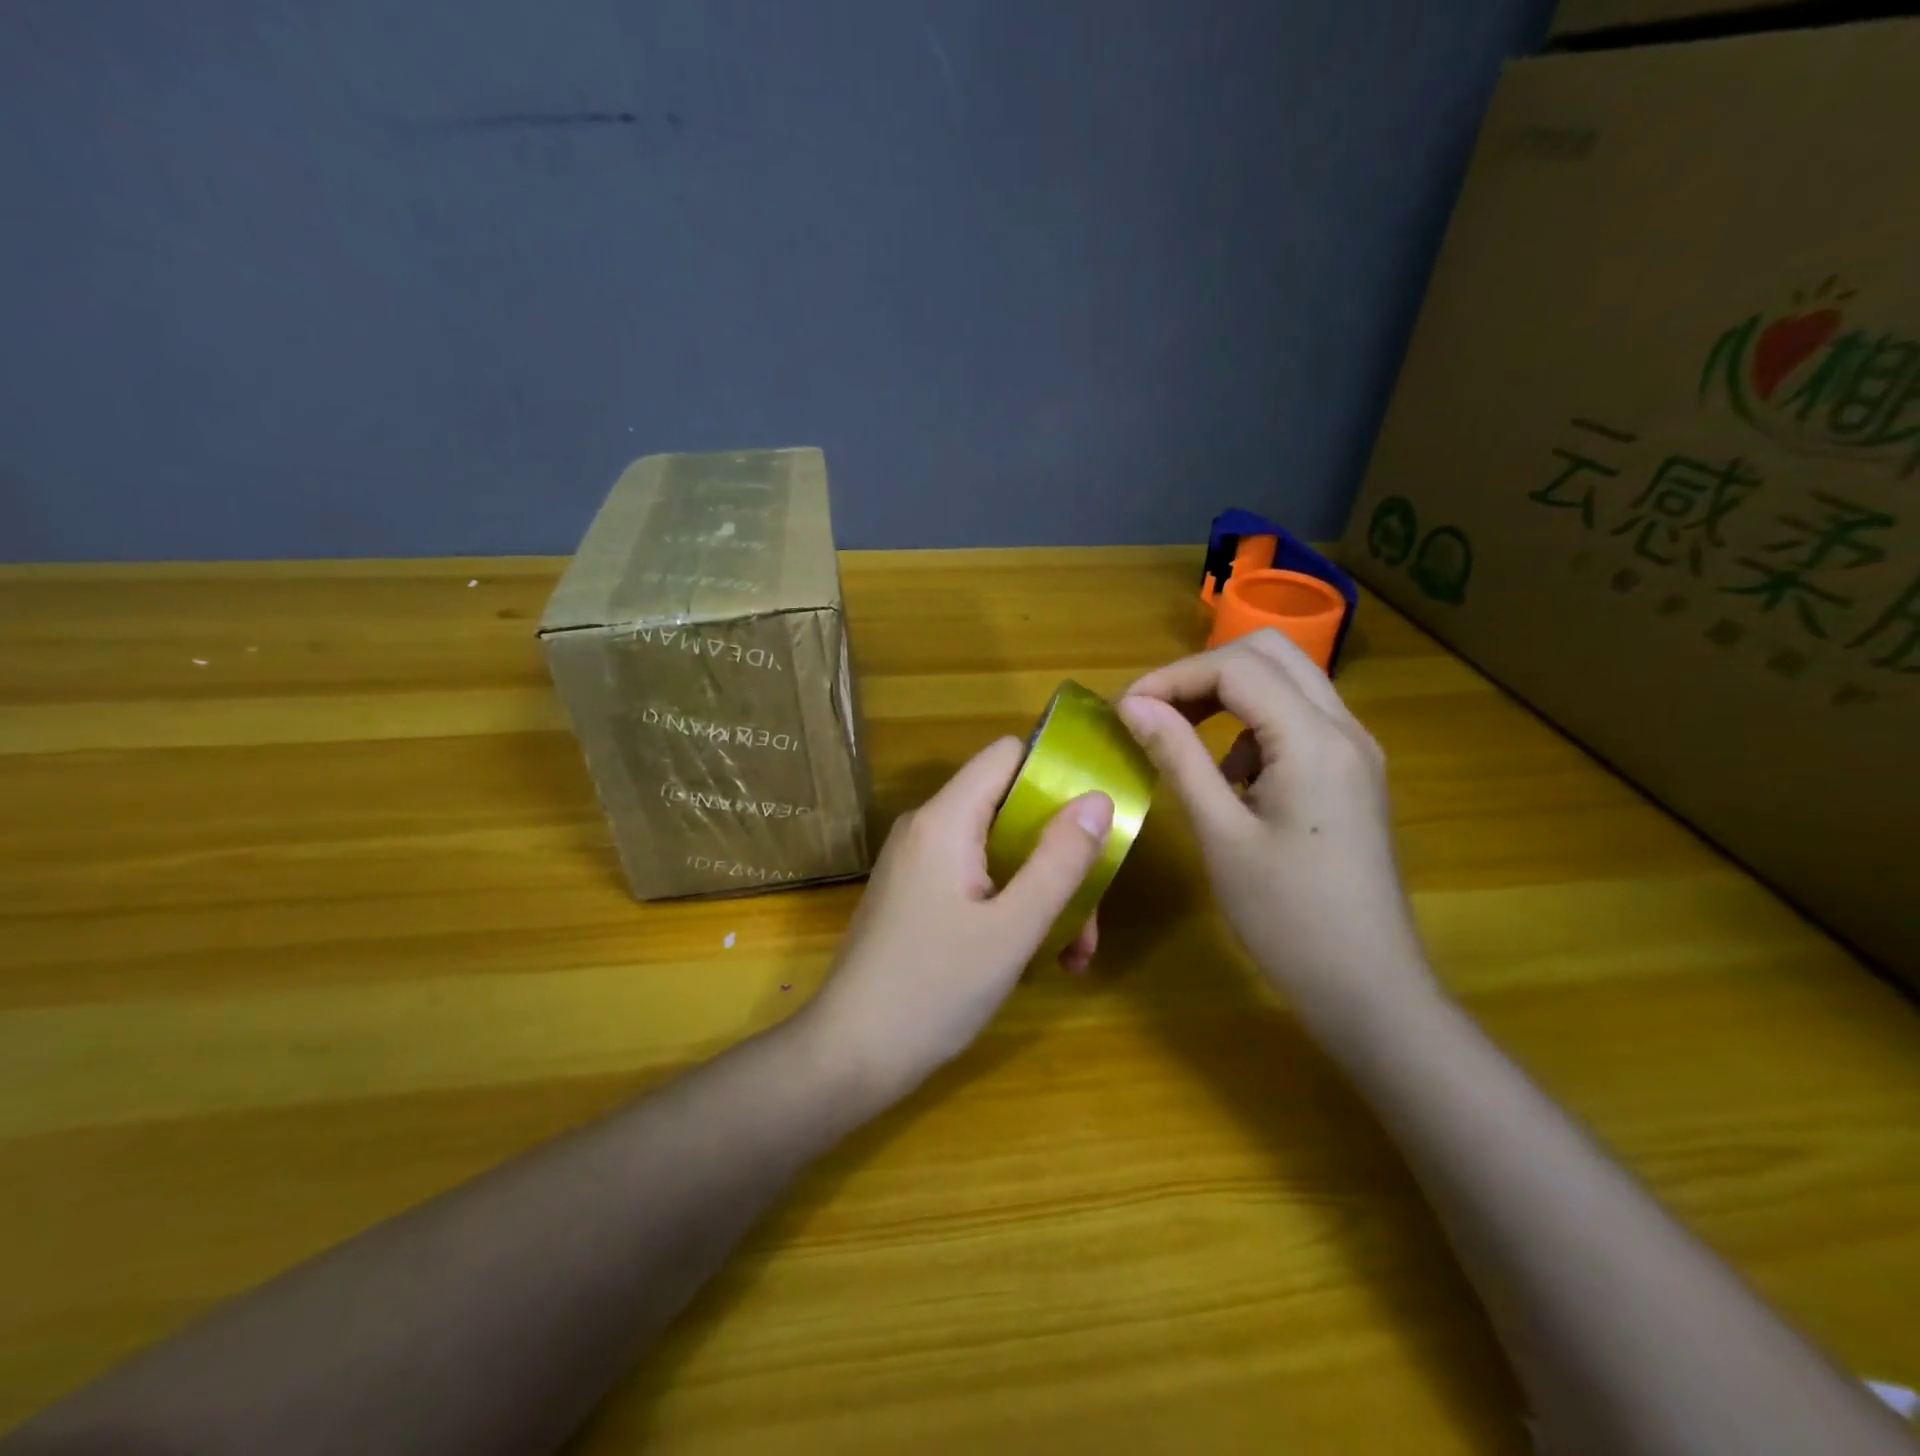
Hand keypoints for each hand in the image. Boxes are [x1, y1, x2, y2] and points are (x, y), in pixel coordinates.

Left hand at [803, 737, 1113, 1099]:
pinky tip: (1036, 958)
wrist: (849, 1055)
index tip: (1096, 817)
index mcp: (945, 820)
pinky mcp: (915, 896)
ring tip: (1072, 953)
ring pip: (998, 851)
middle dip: (1058, 855)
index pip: (1007, 755)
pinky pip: (975, 879)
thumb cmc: (934, 989)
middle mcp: (927, 828)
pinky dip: (1010, 906)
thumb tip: (1097, 798)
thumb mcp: (1012, 929)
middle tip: (1089, 917)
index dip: (1056, 772)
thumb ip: (1059, 860)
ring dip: (1041, 891)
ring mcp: (917, 864)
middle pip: (1009, 809)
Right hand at [1116, 630, 1434, 1035]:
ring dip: (1229, 695)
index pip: (1236, 668)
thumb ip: (1178, 758)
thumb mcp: (1221, 834)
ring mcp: (1354, 751)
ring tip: (1183, 740)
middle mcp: (1343, 729)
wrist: (1368, 986)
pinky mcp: (1351, 775)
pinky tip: (1231, 780)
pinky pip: (1298, 720)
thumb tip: (1134, 704)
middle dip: (1203, 672)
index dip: (1172, 677)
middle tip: (1156, 711)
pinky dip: (1252, 725)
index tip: (1126, 710)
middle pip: (1270, 654)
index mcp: (1314, 740)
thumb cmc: (1287, 917)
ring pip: (1287, 682)